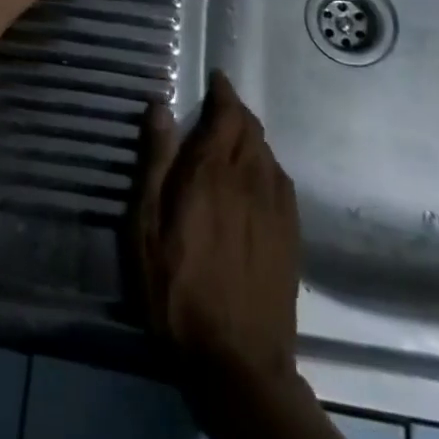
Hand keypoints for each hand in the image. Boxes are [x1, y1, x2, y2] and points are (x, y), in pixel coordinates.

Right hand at [134, 71, 301, 400]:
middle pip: (251, 129)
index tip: (215, 79)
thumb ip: (155, 161)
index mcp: (213, 171)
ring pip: (268, 154)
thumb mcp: (146, 225)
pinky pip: (281, 181)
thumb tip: (159, 105)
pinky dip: (266, 165)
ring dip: (250, 137)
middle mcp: (252, 179)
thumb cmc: (176, 288)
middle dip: (235, 111)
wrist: (237, 359)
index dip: (223, 92)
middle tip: (216, 107)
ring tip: (231, 139)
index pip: (227, 114)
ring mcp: (277, 208)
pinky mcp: (291, 235)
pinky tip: (255, 179)